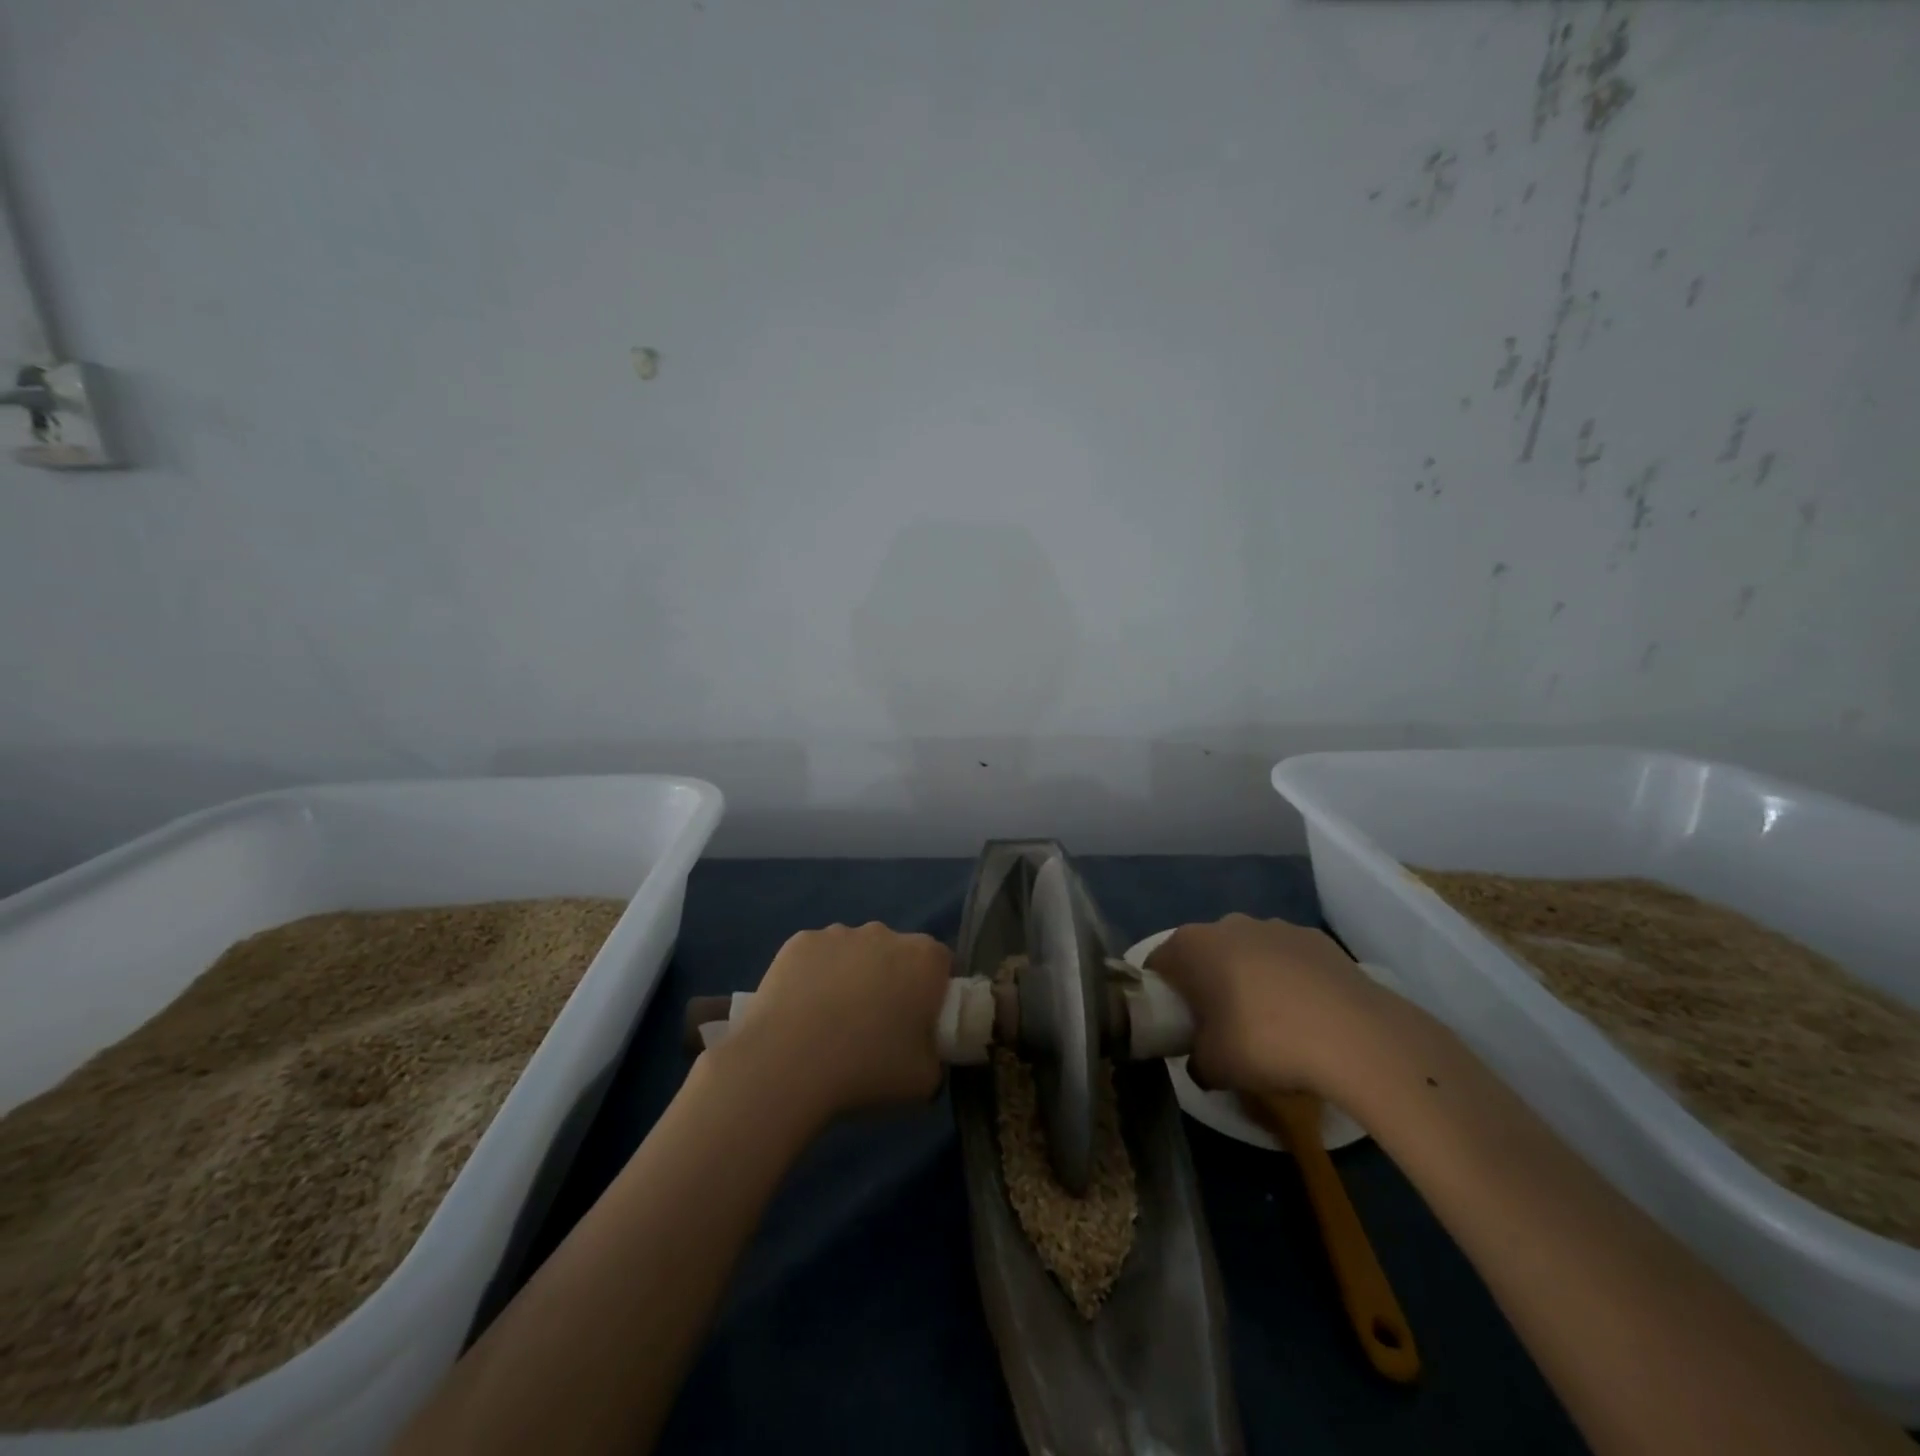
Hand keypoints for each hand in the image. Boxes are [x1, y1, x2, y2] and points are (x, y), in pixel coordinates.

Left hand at [724, 922, 951, 1120]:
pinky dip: (815, 975)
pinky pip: (818, 956)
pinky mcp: (799, 941)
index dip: (934, 992)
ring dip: (853, 975)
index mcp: (924, 959)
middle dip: (892, 980)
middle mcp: (885, 933)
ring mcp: (838, 933)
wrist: (786, 1064)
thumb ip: (936, 1055)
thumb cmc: (866, 1069)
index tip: (920, 1022)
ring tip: (832, 1022)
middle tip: (877, 1026)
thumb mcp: (925, 1080)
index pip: (942, 964)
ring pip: (855, 952)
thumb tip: (926, 1050)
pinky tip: (802, 1011)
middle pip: (897, 953)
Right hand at [1147, 914, 1387, 1096]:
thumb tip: (1200, 1061)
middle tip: (1219, 1026)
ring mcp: (1274, 926)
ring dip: (1248, 978)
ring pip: (1246, 952)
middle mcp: (1227, 924)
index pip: (1158, 963)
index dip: (1161, 995)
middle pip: (1203, 953)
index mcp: (1191, 946)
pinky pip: (1287, 958)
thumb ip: (1194, 1061)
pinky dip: (1288, 979)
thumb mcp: (1213, 1068)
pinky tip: (1306, 1014)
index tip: (1175, 1024)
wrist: (1354, 1036)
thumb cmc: (1264, 1042)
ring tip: (1270, 1022)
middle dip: (1206, 983)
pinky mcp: (1315, 938)